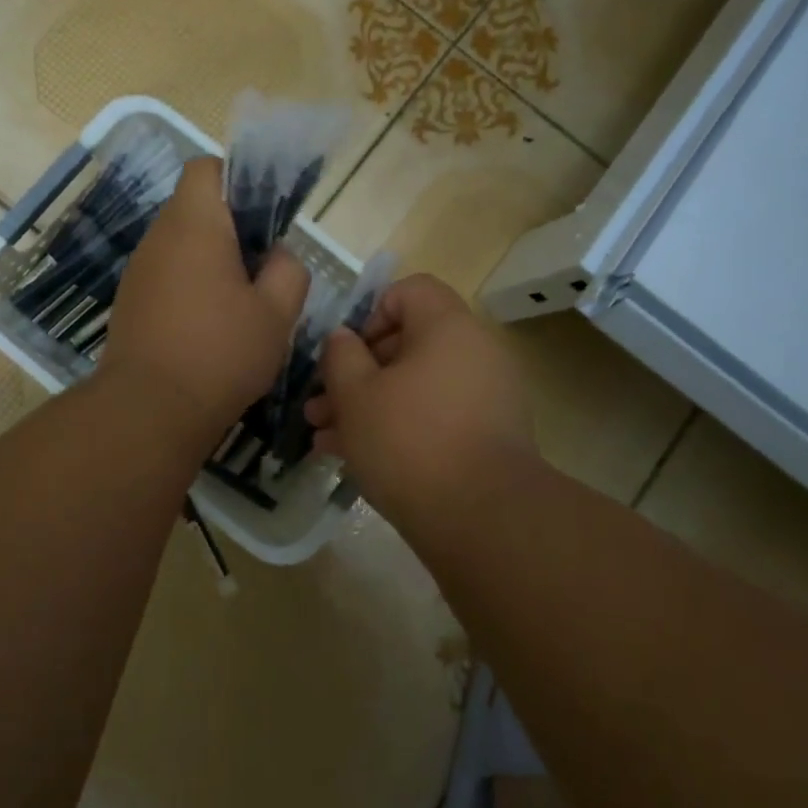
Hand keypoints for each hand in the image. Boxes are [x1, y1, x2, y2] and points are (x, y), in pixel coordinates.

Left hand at [101, 156, 309, 440]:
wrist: (150, 411)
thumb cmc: (220, 353)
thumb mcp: (277, 313)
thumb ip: (288, 271)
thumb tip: (277, 256)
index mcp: (194, 224)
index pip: (206, 168)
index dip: (238, 180)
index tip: (263, 219)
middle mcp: (158, 238)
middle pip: (196, 209)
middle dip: (232, 229)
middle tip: (263, 269)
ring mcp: (139, 272)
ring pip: (182, 246)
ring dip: (212, 263)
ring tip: (241, 305)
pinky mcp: (130, 304)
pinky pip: (167, 277)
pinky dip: (191, 288)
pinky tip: (210, 329)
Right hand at [304, 274, 536, 530]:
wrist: (482, 517)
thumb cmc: (409, 440)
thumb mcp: (355, 394)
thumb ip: (340, 356)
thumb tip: (343, 339)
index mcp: (448, 327)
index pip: (409, 290)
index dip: (370, 312)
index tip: (344, 352)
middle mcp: (474, 352)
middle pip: (408, 343)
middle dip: (356, 372)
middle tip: (319, 404)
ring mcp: (486, 396)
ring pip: (415, 386)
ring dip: (368, 405)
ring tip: (324, 436)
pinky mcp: (487, 435)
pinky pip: (434, 415)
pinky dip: (399, 426)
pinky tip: (354, 457)